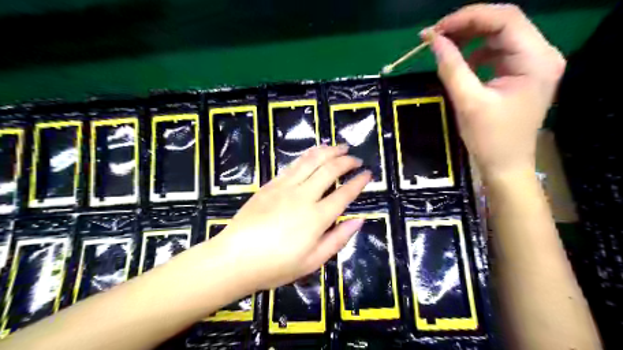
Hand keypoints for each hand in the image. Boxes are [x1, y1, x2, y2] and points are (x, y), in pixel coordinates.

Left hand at [206, 146, 368, 289]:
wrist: (234, 259)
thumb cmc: (275, 266)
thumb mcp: (312, 261)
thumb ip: (338, 239)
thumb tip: (358, 220)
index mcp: (317, 217)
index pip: (344, 193)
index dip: (359, 181)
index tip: (368, 173)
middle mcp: (304, 196)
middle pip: (330, 170)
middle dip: (346, 160)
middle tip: (356, 158)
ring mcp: (285, 187)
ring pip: (311, 160)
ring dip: (328, 151)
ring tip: (340, 146)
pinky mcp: (271, 184)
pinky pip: (293, 164)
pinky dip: (308, 155)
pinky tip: (314, 153)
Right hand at [423, 5, 564, 179]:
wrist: (505, 165)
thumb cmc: (490, 139)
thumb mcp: (468, 102)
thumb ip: (451, 68)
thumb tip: (434, 41)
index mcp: (536, 59)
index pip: (505, 19)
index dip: (468, 17)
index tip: (436, 30)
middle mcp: (541, 54)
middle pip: (503, 23)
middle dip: (466, 26)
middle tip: (434, 37)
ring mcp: (533, 63)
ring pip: (499, 36)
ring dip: (469, 38)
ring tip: (443, 47)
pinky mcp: (522, 73)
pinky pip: (497, 52)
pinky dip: (476, 52)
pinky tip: (461, 63)